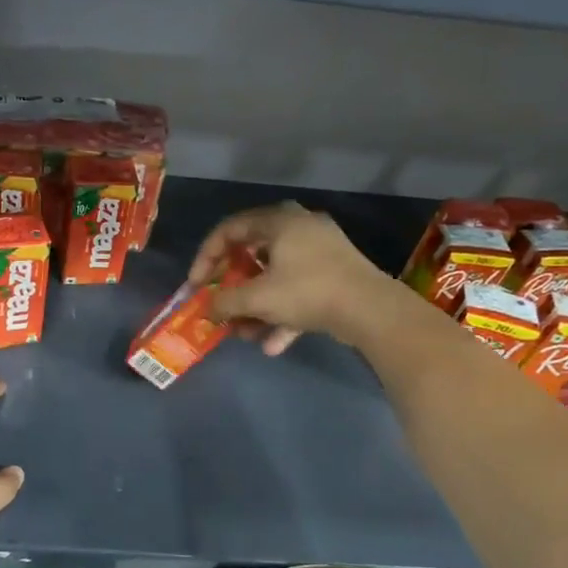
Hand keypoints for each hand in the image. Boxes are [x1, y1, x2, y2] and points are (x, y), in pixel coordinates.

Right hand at [190, 202, 407, 353]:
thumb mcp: (257, 298)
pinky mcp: (335, 277)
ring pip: (276, 278)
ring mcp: (321, 253)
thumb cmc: (307, 291)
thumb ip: (225, 302)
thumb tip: (206, 310)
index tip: (197, 285)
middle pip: (253, 255)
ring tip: (245, 334)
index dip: (206, 257)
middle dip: (234, 287)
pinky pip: (298, 292)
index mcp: (279, 221)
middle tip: (221, 304)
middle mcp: (300, 228)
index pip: (230, 230)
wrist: (371, 310)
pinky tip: (273, 346)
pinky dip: (283, 315)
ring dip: (257, 307)